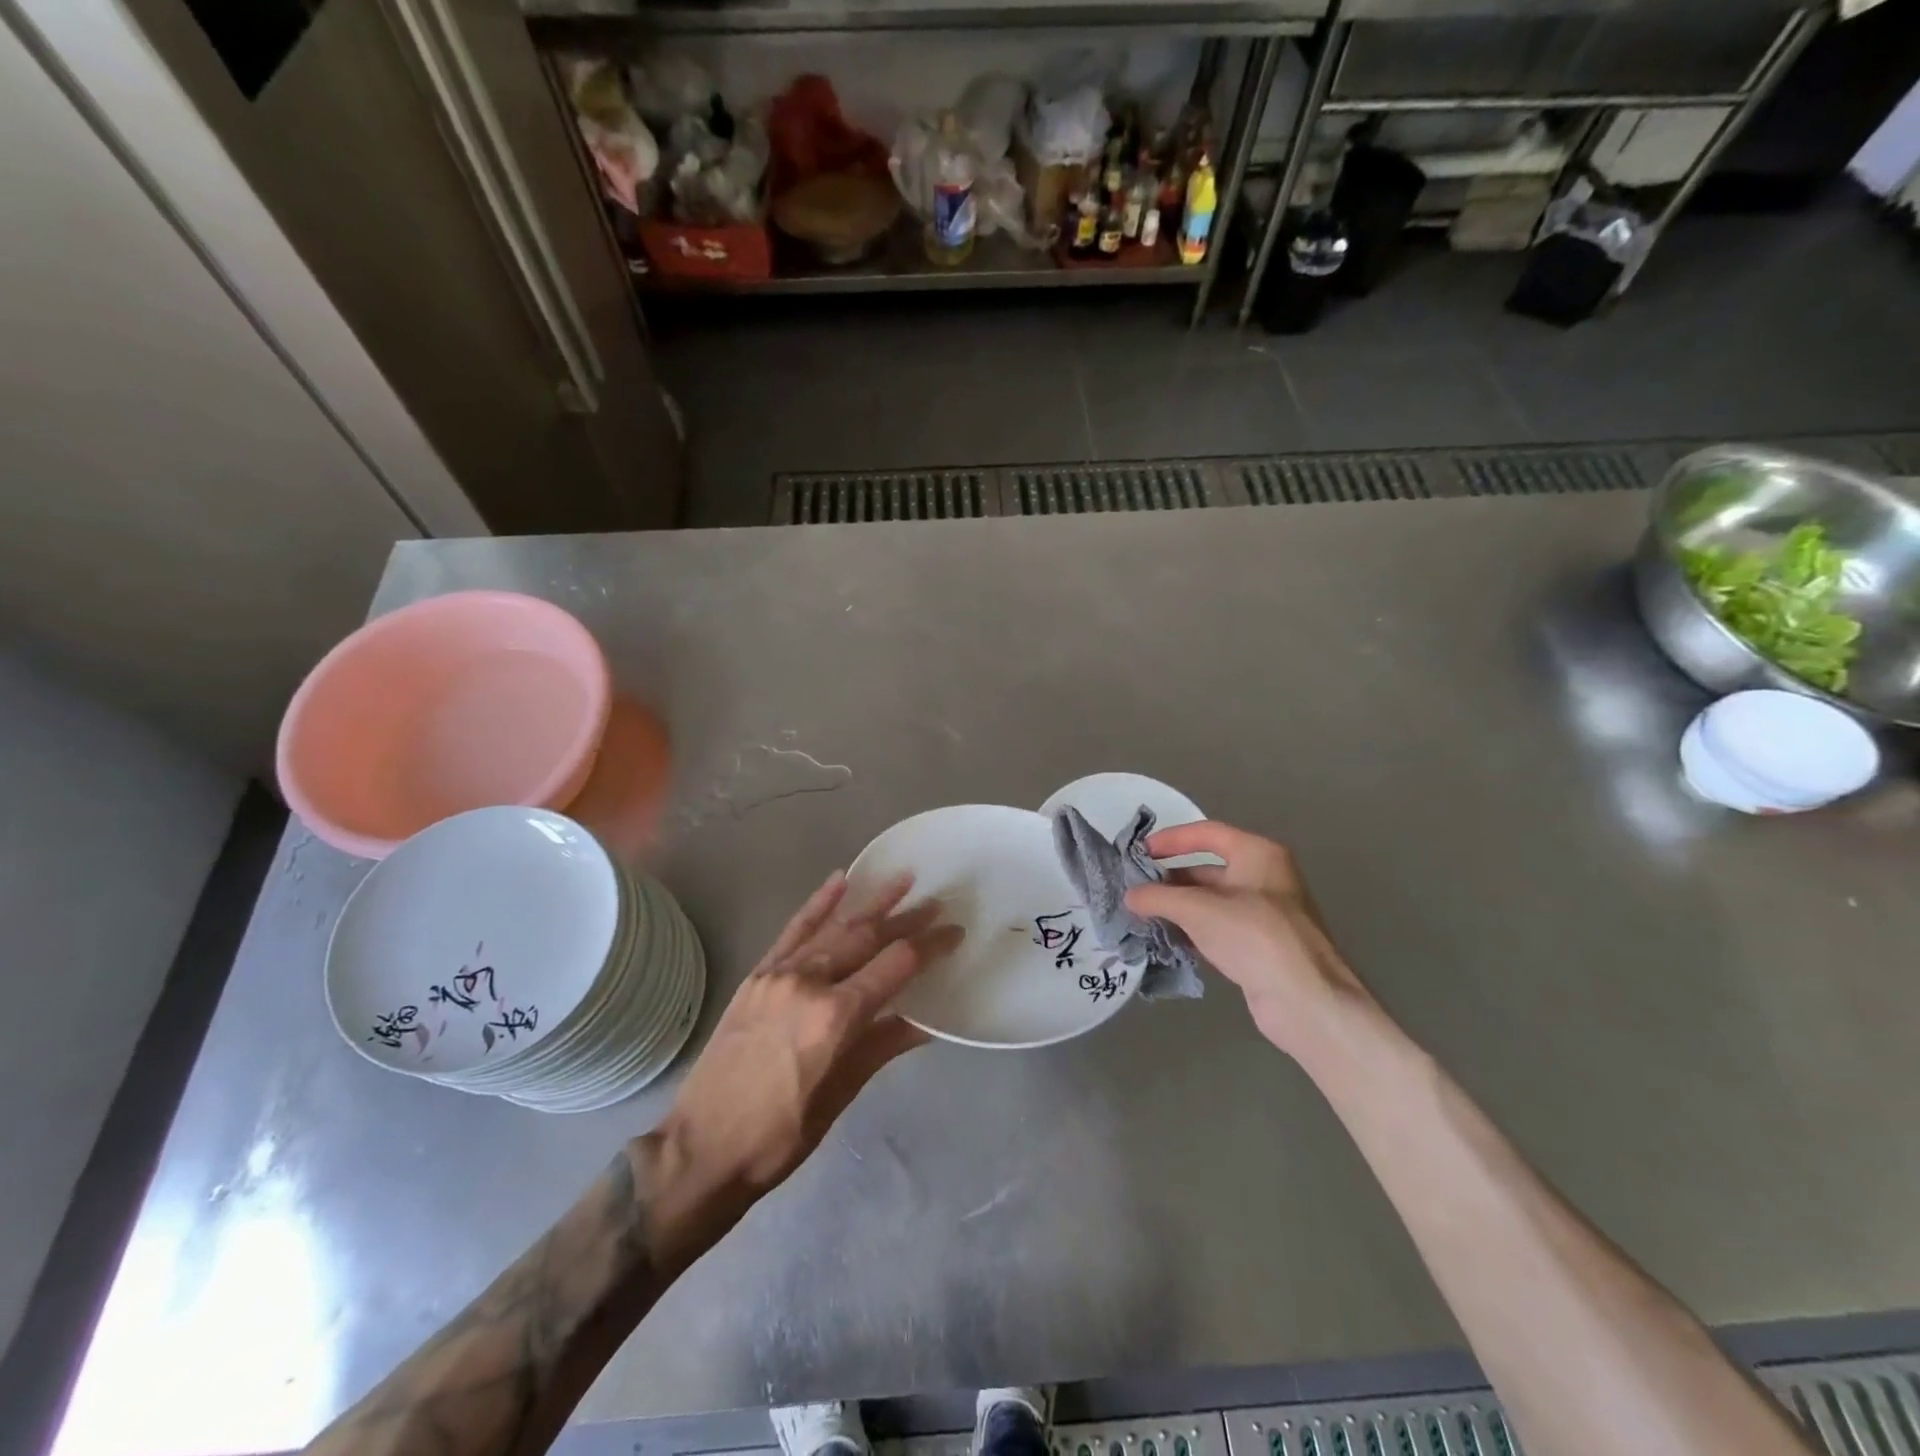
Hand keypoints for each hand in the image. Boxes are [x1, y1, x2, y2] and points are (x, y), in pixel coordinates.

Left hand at [659, 872, 960, 1205]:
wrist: (701, 1148)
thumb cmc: (781, 1135)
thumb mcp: (842, 1094)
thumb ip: (883, 1046)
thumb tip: (925, 1021)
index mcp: (835, 1016)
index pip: (895, 966)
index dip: (929, 946)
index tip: (953, 931)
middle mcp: (809, 983)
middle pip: (867, 938)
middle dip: (905, 919)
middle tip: (934, 903)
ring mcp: (779, 974)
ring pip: (834, 928)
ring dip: (870, 902)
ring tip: (902, 879)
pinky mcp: (757, 975)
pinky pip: (793, 930)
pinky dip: (818, 904)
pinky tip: (838, 881)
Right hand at [1126, 822, 1372, 1059]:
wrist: (1305, 1000)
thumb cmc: (1254, 937)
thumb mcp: (1198, 910)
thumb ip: (1159, 897)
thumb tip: (1129, 895)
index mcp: (1257, 854)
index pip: (1206, 833)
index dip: (1170, 839)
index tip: (1138, 853)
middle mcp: (1263, 877)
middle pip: (1207, 868)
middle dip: (1170, 879)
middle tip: (1135, 890)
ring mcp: (1264, 913)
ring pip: (1211, 901)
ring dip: (1178, 907)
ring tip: (1143, 916)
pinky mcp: (1260, 945)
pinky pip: (1219, 927)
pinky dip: (1193, 930)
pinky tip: (1168, 939)